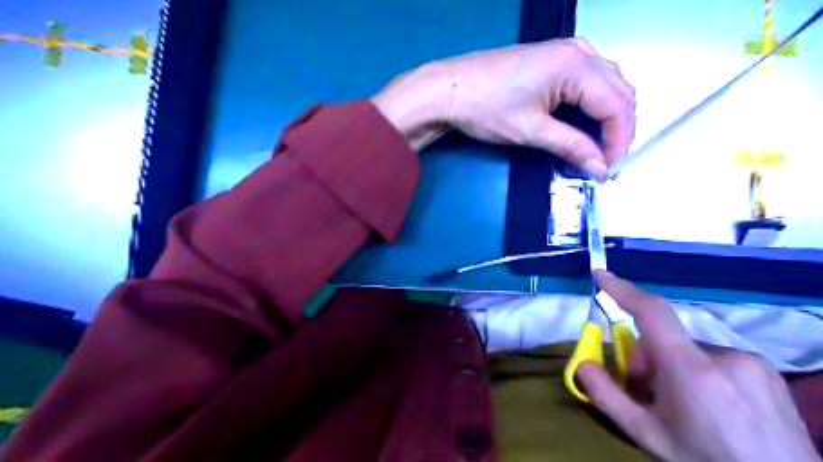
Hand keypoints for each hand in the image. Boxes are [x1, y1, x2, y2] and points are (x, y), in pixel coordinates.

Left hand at [374, 38, 634, 177]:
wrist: (449, 90)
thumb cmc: (485, 108)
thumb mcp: (531, 131)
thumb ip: (571, 147)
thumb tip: (600, 168)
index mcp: (575, 64)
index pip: (615, 105)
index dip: (619, 140)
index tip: (611, 168)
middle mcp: (577, 51)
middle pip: (618, 91)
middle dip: (618, 128)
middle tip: (607, 160)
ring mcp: (565, 50)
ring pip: (606, 83)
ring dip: (608, 115)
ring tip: (598, 146)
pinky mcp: (552, 58)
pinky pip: (589, 79)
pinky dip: (593, 103)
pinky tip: (585, 121)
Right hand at [573, 271, 819, 461]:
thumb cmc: (705, 461)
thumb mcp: (646, 435)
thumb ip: (607, 396)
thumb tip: (582, 364)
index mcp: (689, 369)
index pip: (651, 312)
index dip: (623, 290)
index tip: (601, 276)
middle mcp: (723, 355)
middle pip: (666, 338)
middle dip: (647, 358)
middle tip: (648, 393)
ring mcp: (750, 361)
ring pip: (690, 350)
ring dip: (675, 366)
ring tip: (684, 404)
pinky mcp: (767, 371)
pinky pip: (717, 358)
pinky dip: (702, 372)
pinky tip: (713, 406)